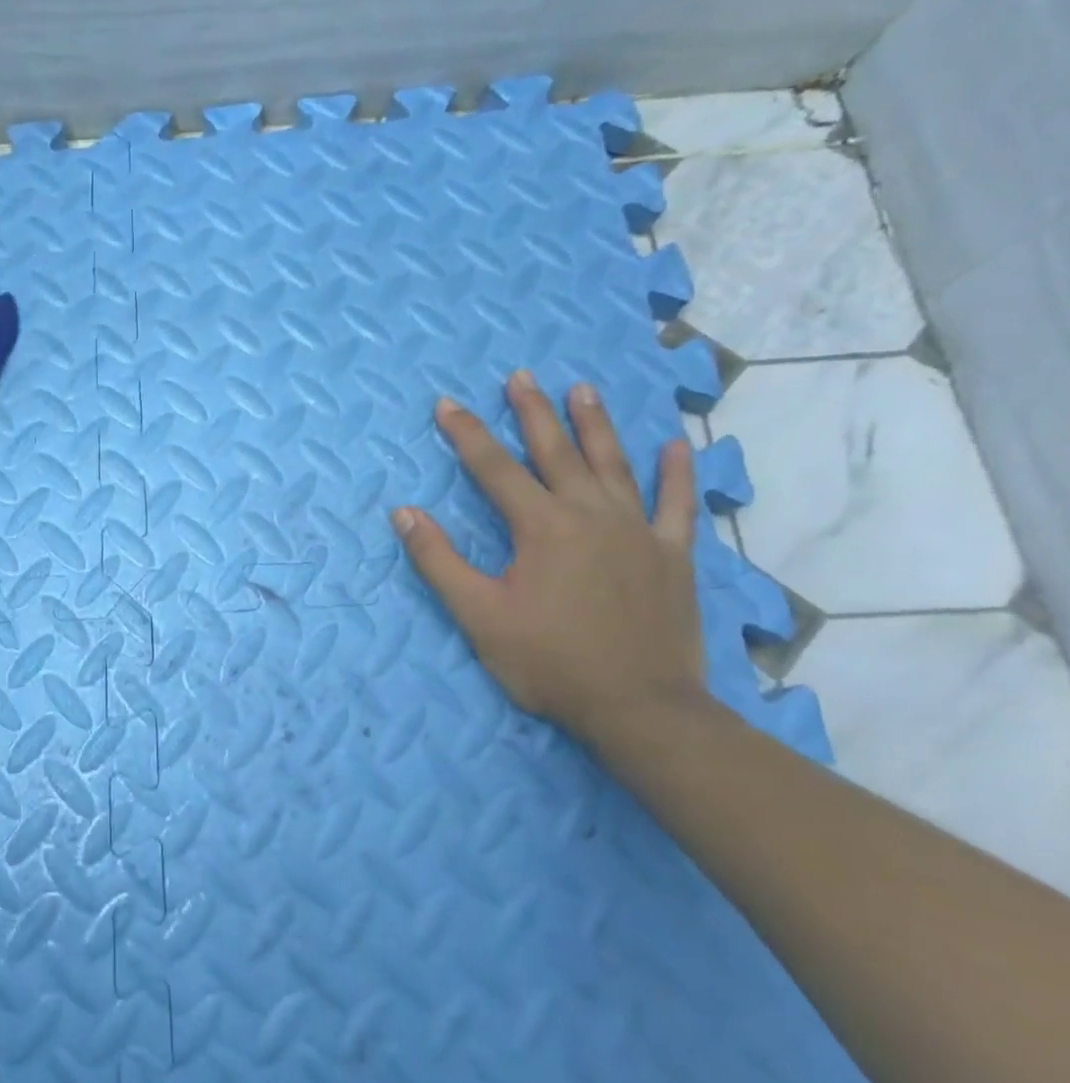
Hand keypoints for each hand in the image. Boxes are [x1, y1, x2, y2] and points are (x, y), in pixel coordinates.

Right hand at [391, 370, 705, 748]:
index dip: (467, 434)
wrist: (639, 707)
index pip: (494, 468)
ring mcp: (639, 531)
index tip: (447, 403)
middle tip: (521, 376)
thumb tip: (405, 512)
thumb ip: (439, 560)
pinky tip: (675, 446)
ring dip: (595, 425)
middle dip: (533, 412)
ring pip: (615, 464)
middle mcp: (591, 514)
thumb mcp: (478, 615)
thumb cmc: (549, 662)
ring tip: (582, 389)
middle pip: (557, 452)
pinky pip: (676, 504)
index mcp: (541, 527)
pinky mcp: (673, 555)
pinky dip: (676, 473)